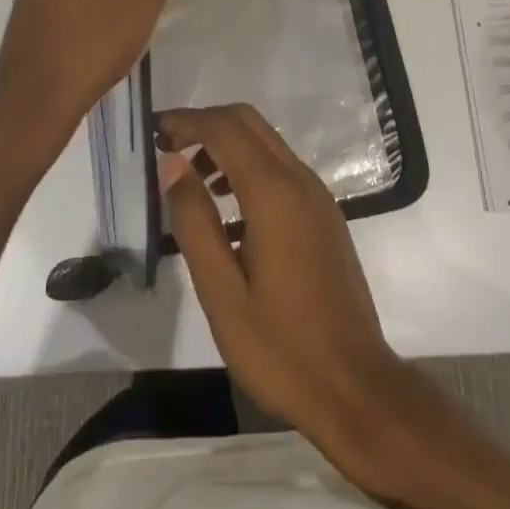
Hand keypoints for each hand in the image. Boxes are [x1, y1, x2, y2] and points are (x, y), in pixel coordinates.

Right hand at [157, 103, 409, 479]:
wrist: (355, 388)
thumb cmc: (281, 348)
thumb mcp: (222, 293)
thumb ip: (194, 222)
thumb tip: (173, 164)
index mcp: (274, 193)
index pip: (225, 129)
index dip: (187, 121)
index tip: (154, 130)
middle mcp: (300, 180)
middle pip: (248, 122)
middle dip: (205, 123)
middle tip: (168, 146)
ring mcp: (317, 195)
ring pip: (266, 142)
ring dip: (227, 143)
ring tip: (191, 178)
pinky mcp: (324, 214)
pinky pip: (281, 168)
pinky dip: (248, 166)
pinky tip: (227, 209)